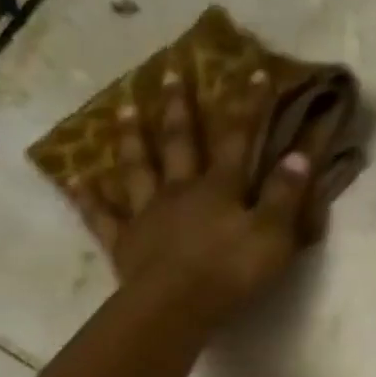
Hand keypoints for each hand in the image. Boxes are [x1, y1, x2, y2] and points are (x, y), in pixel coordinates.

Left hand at [70, 68, 326, 334]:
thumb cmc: (231, 272)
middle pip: (180, 141)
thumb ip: (285, 196)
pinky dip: (90, 199)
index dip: (248, 106)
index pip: (238, 139)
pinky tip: (76, 182)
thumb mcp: (272, 235)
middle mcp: (181, 190)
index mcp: (220, 188)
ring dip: (132, 137)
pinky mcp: (125, 242)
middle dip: (179, 106)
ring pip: (138, 167)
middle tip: (169, 70)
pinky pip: (103, 216)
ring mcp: (148, 214)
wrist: (177, 306)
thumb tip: (298, 155)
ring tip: (124, 107)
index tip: (252, 71)